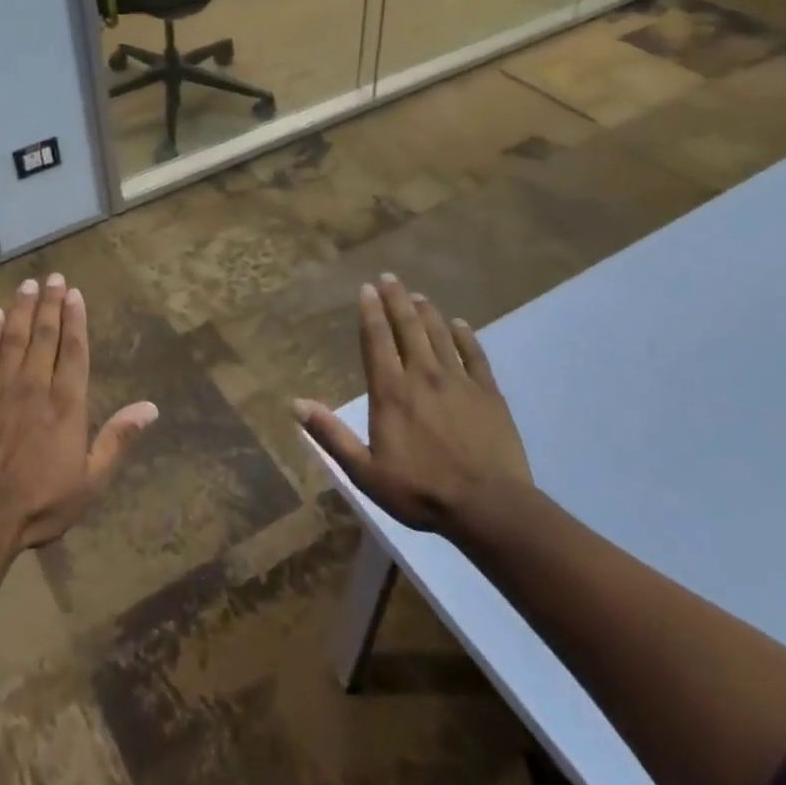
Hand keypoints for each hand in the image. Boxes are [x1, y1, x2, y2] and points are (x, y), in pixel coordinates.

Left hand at [0, 273, 158, 554]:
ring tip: (28, 285)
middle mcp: (34, 387)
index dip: (75, 320)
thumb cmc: (40, 503)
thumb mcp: (91, 481)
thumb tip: (151, 407)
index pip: (73, 351)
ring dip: (22, 310)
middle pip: (44, 336)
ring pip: (14, 339)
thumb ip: (118, 440)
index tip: (75, 294)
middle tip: (54, 277)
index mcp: (66, 404)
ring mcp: (0, 390)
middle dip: (51, 304)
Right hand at [294, 273, 531, 532]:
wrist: (489, 508)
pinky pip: (475, 354)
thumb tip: (296, 404)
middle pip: (408, 328)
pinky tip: (460, 324)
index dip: (370, 312)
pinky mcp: (489, 393)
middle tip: (389, 277)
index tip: (366, 288)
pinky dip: (465, 336)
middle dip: (396, 300)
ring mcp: (459, 381)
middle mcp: (423, 376)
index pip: (377, 341)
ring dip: (427, 312)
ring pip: (440, 335)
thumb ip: (331, 435)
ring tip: (418, 295)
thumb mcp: (365, 471)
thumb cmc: (421, 491)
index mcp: (391, 392)